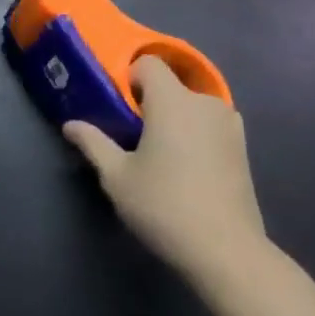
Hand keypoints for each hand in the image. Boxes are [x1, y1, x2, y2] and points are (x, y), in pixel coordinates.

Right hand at [65, 56, 268, 287]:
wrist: (227, 252)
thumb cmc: (164, 205)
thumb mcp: (117, 177)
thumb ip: (93, 143)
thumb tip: (70, 125)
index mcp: (172, 100)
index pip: (148, 63)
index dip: (130, 78)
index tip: (120, 108)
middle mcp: (205, 103)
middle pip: (171, 85)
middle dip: (152, 102)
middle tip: (134, 135)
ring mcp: (230, 125)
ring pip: (192, 107)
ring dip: (175, 119)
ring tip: (162, 154)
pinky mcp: (244, 149)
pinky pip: (210, 126)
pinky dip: (196, 135)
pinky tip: (187, 169)